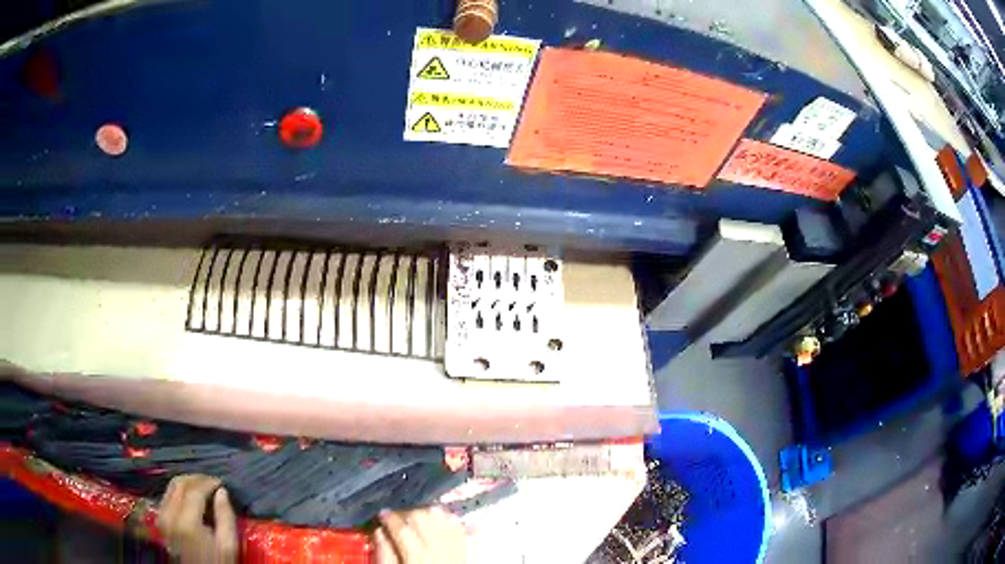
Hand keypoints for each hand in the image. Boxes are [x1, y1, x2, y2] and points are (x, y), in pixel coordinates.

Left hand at [158, 475, 237, 563]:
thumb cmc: (216, 562)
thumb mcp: (228, 545)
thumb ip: (225, 517)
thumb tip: (222, 492)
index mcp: (187, 522)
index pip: (194, 490)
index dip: (208, 482)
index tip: (221, 483)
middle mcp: (169, 514)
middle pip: (179, 484)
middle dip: (196, 479)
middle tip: (212, 482)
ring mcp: (162, 517)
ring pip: (171, 487)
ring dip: (187, 483)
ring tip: (203, 488)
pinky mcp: (160, 520)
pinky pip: (168, 496)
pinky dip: (180, 492)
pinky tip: (192, 498)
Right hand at [374, 507, 466, 563]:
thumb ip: (385, 554)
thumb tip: (380, 532)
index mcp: (416, 556)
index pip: (401, 528)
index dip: (390, 518)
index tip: (383, 515)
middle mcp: (439, 550)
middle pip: (423, 519)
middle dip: (409, 514)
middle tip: (400, 519)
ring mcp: (457, 550)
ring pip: (445, 520)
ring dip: (431, 515)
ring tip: (420, 519)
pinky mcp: (469, 553)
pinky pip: (463, 530)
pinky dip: (453, 522)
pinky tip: (444, 521)